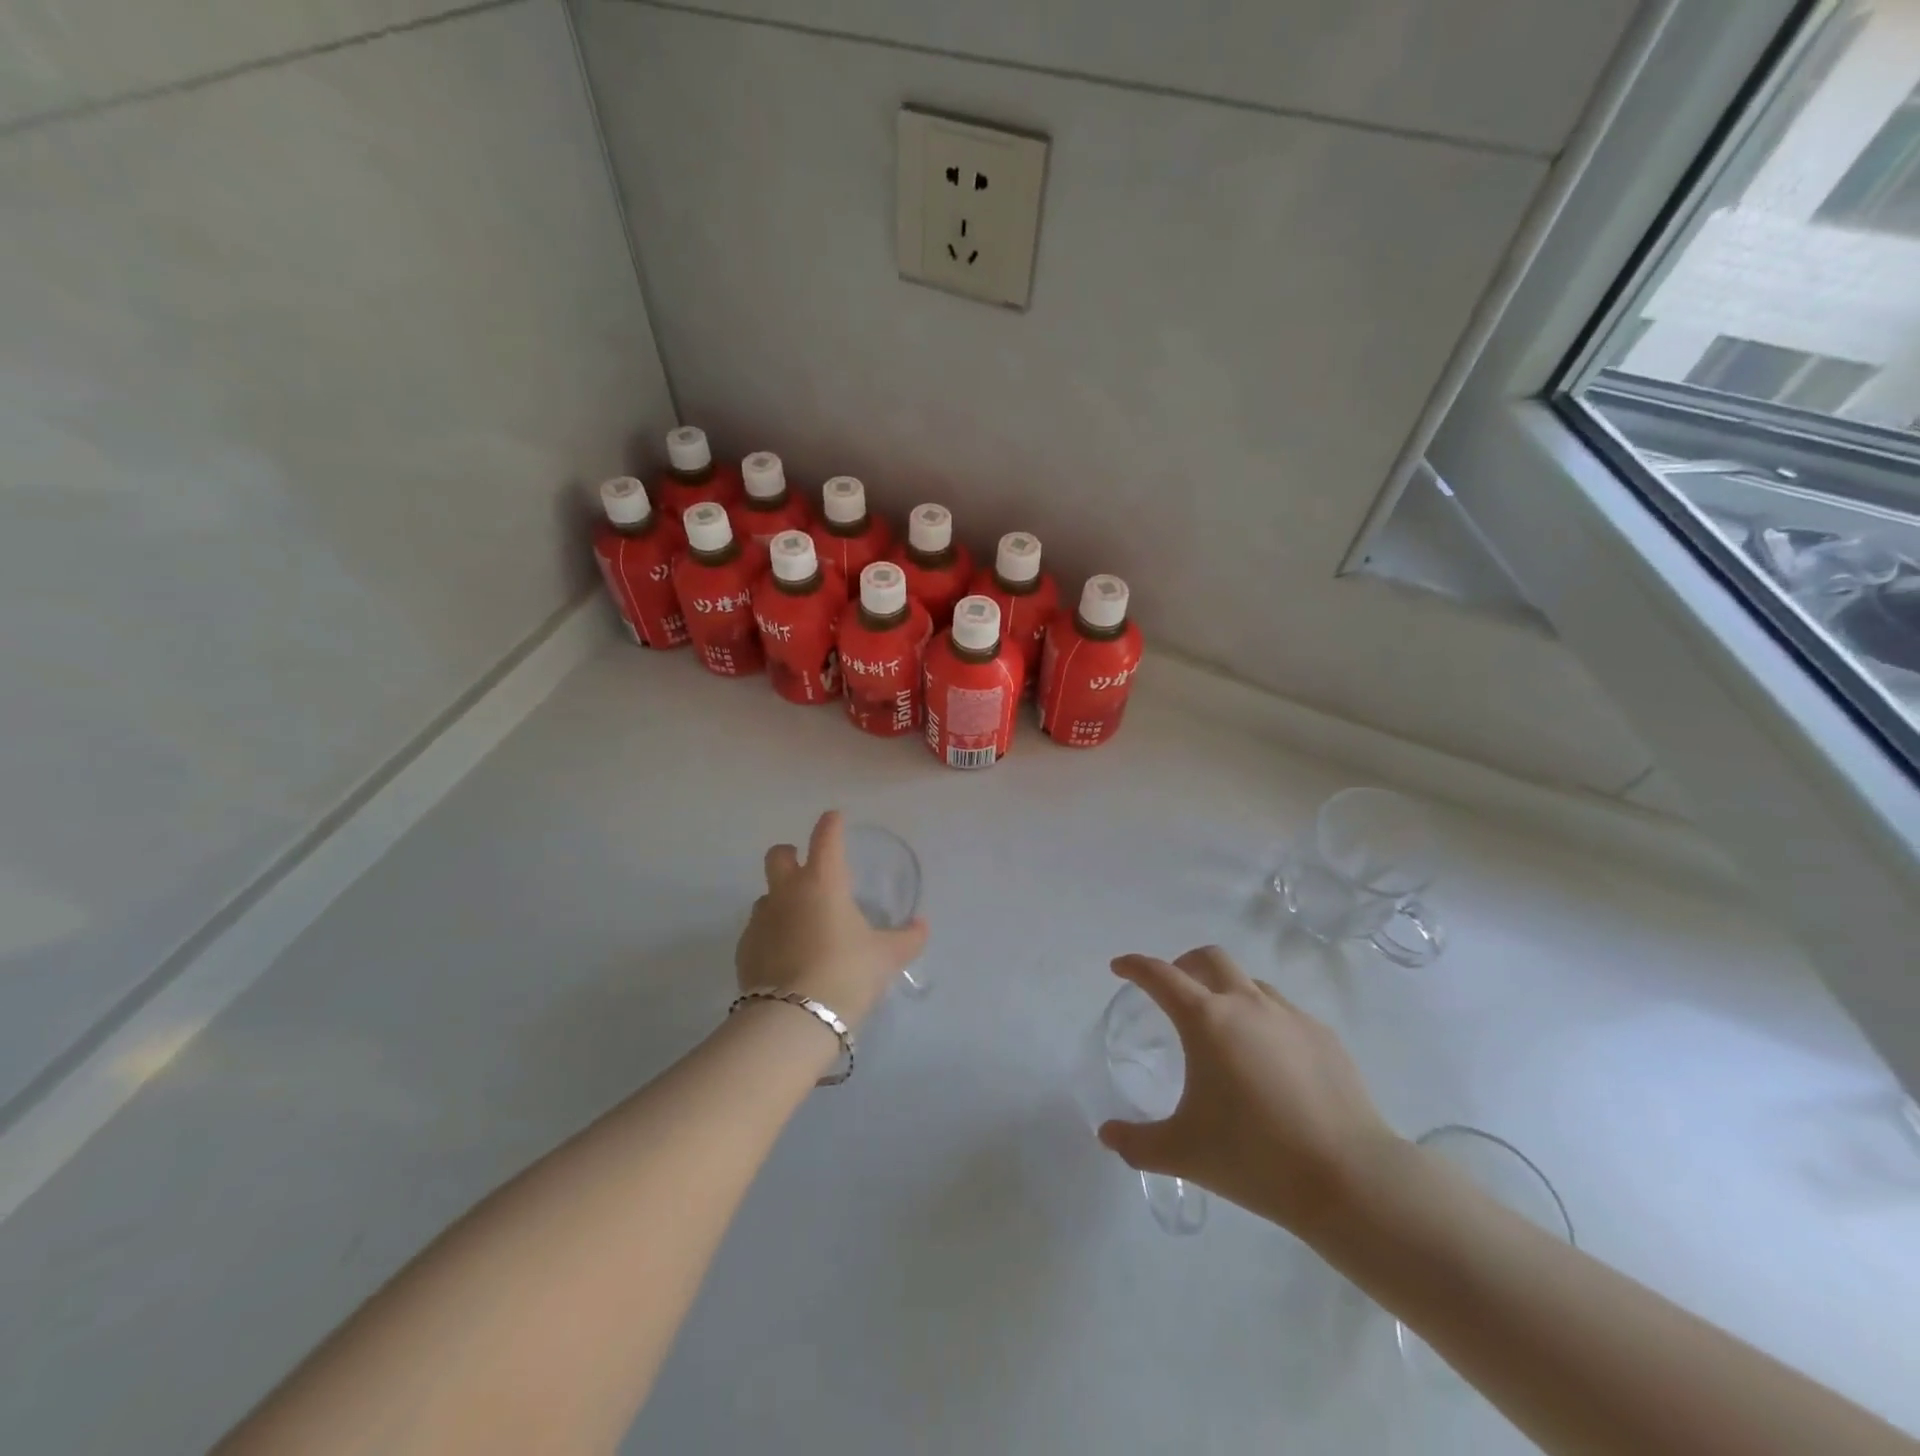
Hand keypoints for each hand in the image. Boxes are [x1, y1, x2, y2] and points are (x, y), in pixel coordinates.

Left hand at [735, 811, 928, 1029]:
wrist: (794, 1018)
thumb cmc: (847, 973)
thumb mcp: (886, 957)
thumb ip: (907, 939)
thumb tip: (922, 926)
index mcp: (823, 882)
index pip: (826, 838)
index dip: (831, 824)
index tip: (834, 819)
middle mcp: (787, 892)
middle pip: (779, 855)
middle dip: (791, 854)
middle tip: (806, 868)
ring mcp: (761, 919)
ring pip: (766, 895)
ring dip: (780, 899)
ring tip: (800, 923)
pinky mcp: (744, 949)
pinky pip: (757, 930)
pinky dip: (771, 934)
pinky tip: (785, 956)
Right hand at [1096, 947, 1403, 1238]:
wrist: (1350, 1178)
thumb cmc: (1255, 1157)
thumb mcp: (1183, 1153)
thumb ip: (1137, 1143)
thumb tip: (1106, 1135)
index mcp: (1206, 1020)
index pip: (1160, 976)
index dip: (1135, 966)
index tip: (1121, 967)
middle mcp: (1246, 1004)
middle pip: (1210, 959)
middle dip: (1185, 964)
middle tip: (1174, 990)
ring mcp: (1290, 1017)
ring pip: (1250, 983)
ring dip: (1227, 991)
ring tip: (1224, 1029)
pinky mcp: (1324, 1037)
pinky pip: (1284, 1013)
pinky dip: (1264, 1020)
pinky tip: (1270, 1061)